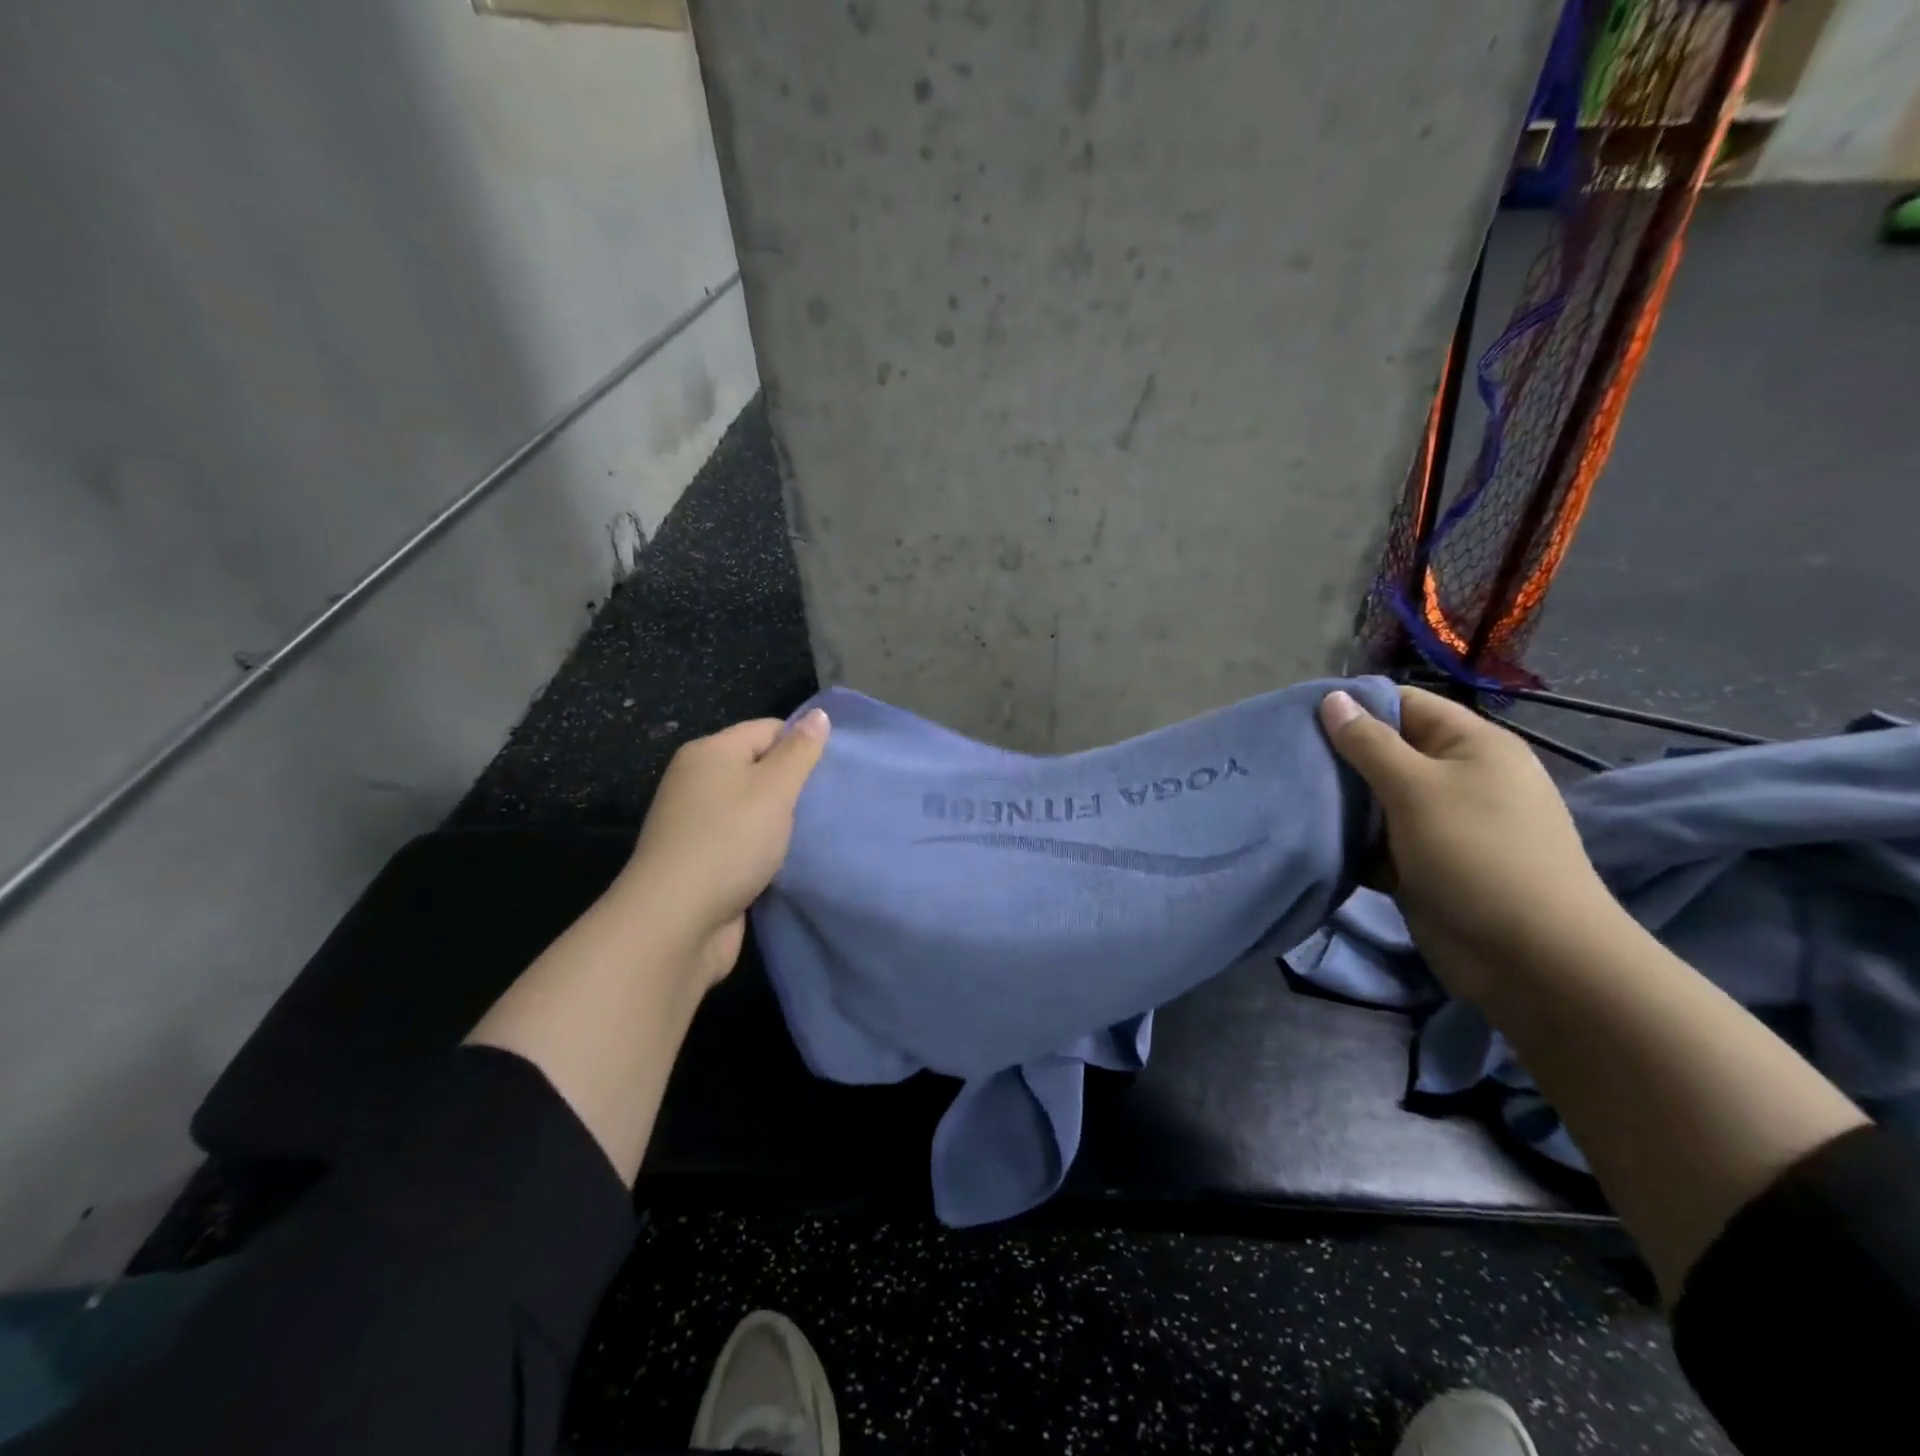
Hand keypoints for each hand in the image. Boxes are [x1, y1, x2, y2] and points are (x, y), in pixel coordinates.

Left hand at [617, 709, 829, 987]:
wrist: (676, 921)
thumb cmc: (729, 841)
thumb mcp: (774, 789)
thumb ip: (799, 752)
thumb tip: (819, 714)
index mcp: (710, 752)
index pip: (768, 730)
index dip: (802, 745)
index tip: (835, 771)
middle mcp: (698, 781)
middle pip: (759, 768)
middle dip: (795, 785)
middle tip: (832, 803)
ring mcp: (697, 824)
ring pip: (753, 809)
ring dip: (782, 821)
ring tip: (819, 832)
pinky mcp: (702, 861)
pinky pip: (744, 842)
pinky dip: (766, 849)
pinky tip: (791, 860)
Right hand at [1318, 685, 1618, 1001]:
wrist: (1530, 959)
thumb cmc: (1476, 855)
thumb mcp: (1417, 788)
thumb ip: (1368, 743)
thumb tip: (1332, 699)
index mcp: (1471, 745)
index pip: (1404, 704)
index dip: (1354, 706)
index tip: (1298, 718)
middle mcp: (1459, 778)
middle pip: (1387, 752)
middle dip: (1338, 756)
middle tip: (1284, 759)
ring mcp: (1443, 824)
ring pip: (1378, 799)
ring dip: (1340, 801)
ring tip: (1288, 795)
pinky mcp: (1425, 864)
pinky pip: (1378, 841)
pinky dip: (1350, 840)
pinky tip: (1309, 837)